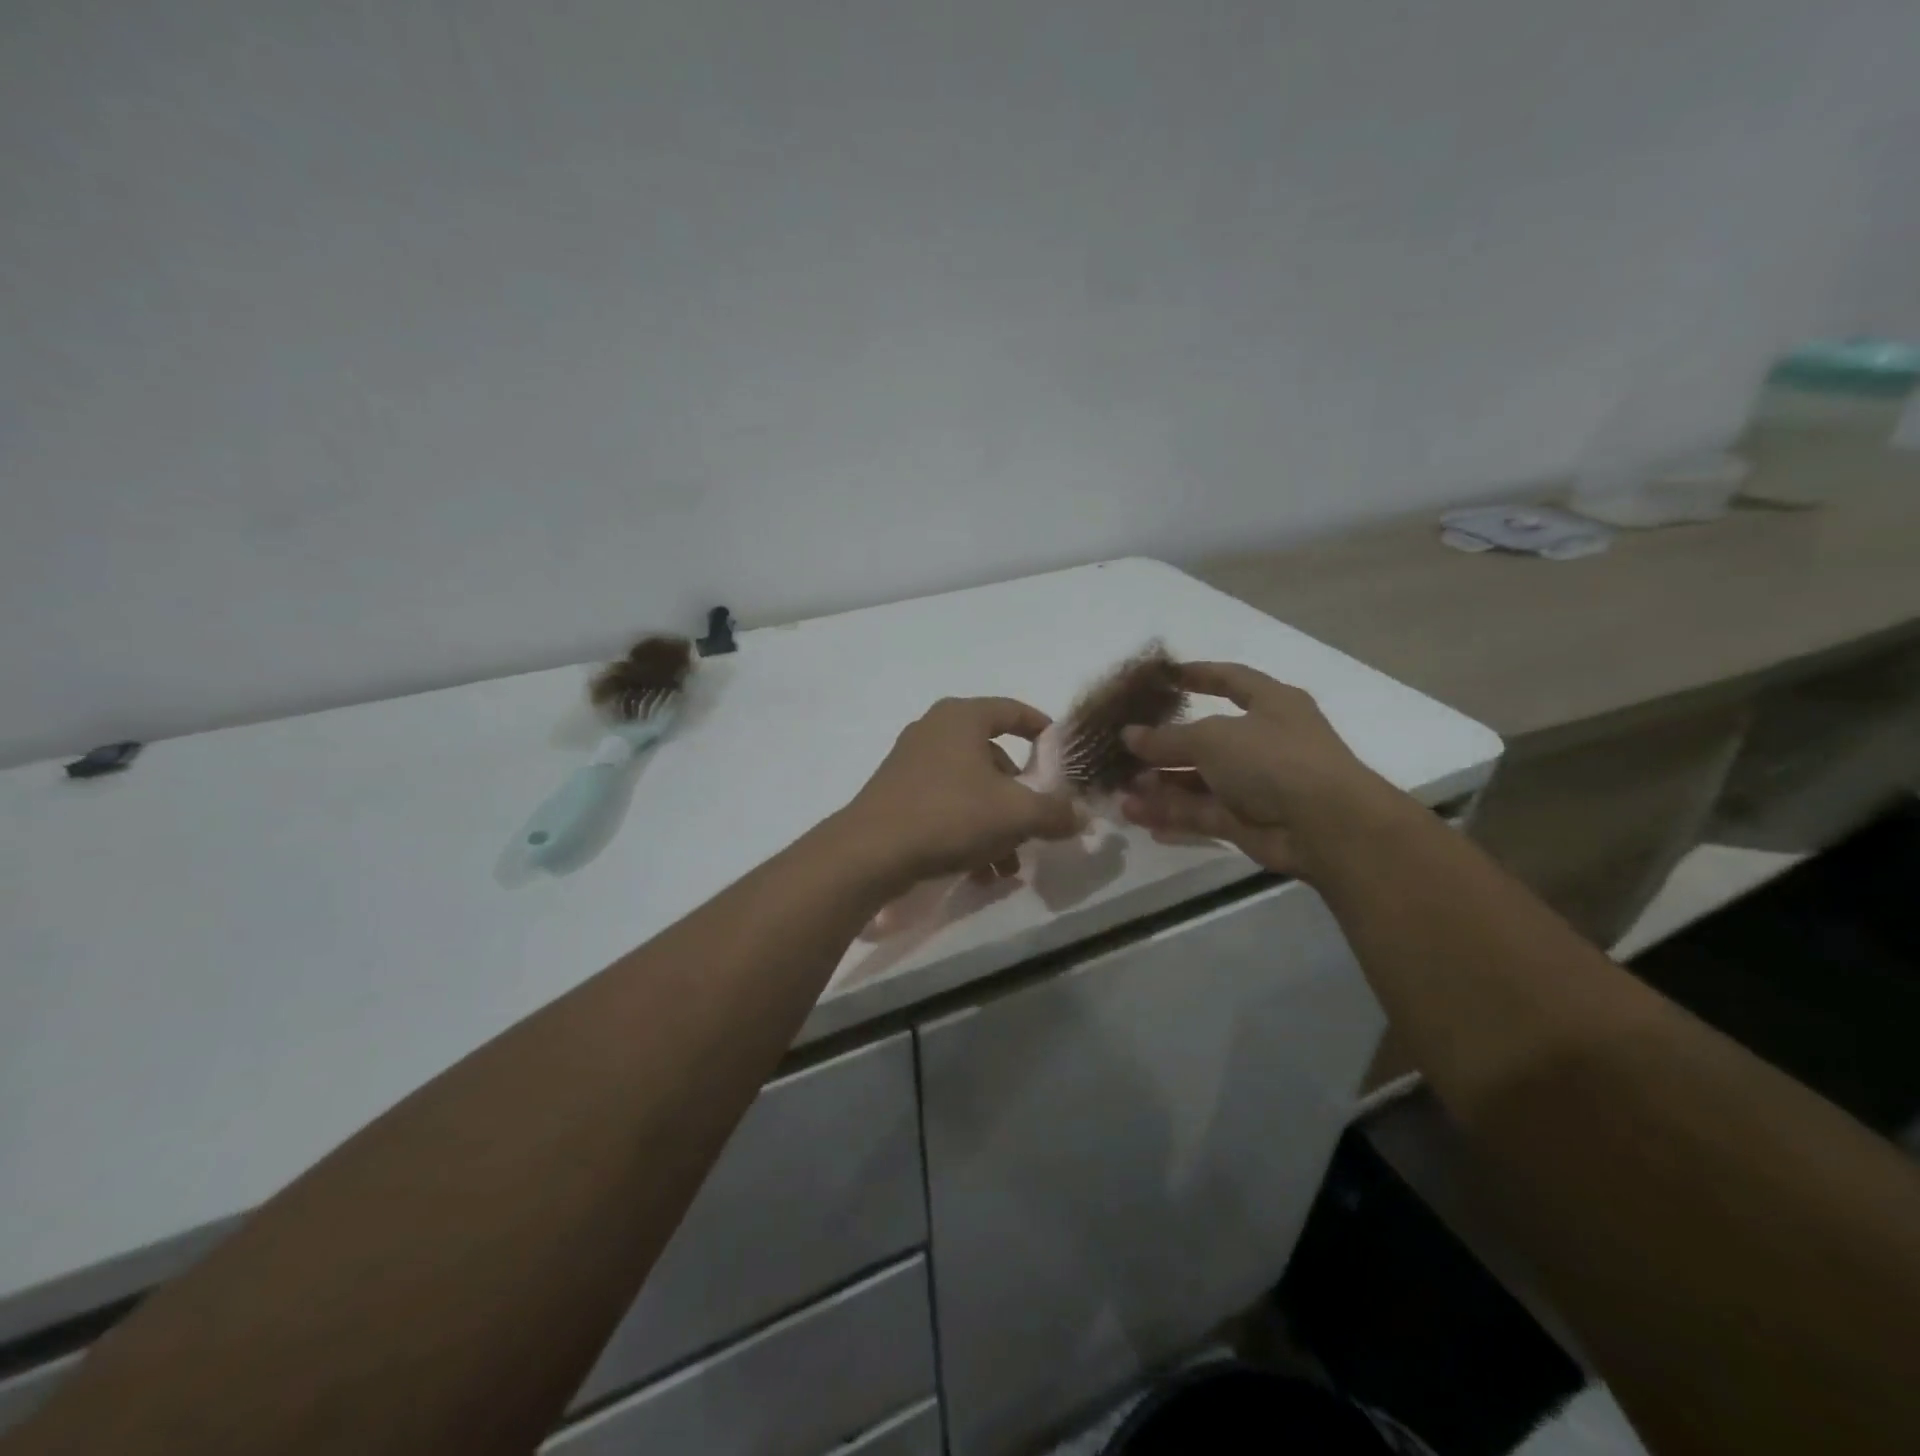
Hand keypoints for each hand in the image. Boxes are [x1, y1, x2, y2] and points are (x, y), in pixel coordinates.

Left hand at [839, 697, 1079, 885]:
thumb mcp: (1016, 814)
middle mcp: (935, 731)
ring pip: (971, 788)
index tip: (1062, 756)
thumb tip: (1082, 816)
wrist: (871, 852)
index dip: (1043, 730)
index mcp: (963, 717)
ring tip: (1007, 866)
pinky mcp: (897, 794)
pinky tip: (979, 872)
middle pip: (994, 757)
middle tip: (1036, 824)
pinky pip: (946, 806)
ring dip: (997, 825)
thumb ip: (1055, 812)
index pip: (1013, 710)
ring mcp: (912, 762)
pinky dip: (968, 832)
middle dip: (1020, 796)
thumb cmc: (950, 815)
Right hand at [1118, 662, 1406, 877]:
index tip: (1162, 676)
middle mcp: (1263, 742)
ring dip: (1159, 785)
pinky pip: (1199, 812)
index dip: (1198, 674)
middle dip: (1163, 746)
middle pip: (1204, 739)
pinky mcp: (1245, 821)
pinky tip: (1135, 815)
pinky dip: (1169, 813)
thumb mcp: (1213, 738)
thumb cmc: (1273, 759)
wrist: (1325, 826)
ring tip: (1119, 789)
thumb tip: (1129, 736)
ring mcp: (1254, 784)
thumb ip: (1167, 738)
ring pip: (1197, 781)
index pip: (1230, 680)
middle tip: (1122, 749)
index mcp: (1270, 705)